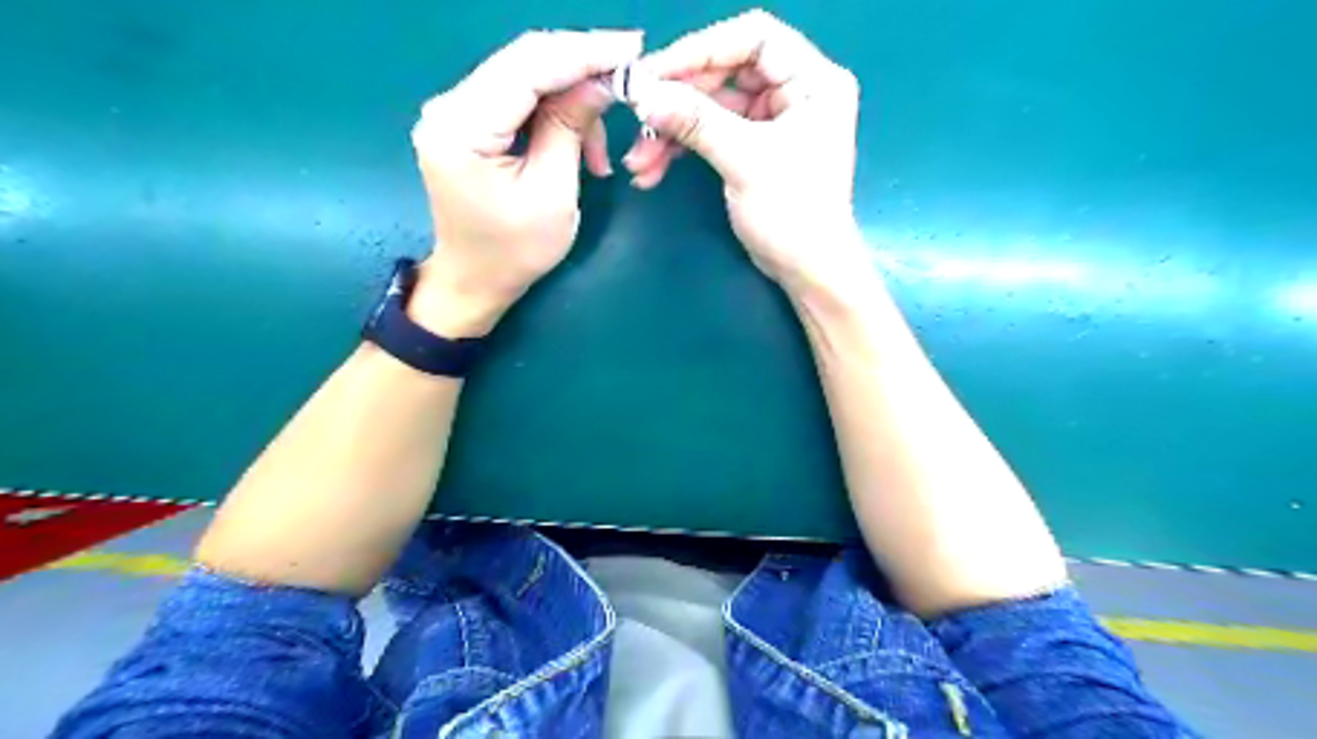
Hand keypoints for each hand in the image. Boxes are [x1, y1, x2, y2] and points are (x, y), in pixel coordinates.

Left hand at [409, 29, 641, 333]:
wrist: (475, 279)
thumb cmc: (515, 251)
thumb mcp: (552, 193)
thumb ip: (571, 128)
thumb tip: (602, 81)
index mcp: (462, 128)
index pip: (527, 67)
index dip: (583, 53)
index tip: (632, 47)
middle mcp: (449, 107)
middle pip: (523, 61)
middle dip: (581, 66)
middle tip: (629, 74)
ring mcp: (456, 111)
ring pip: (525, 77)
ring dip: (572, 100)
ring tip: (600, 151)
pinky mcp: (469, 121)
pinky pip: (519, 97)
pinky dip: (555, 111)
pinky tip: (580, 143)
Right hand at [625, 12, 866, 295]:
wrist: (807, 271)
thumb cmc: (793, 213)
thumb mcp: (745, 160)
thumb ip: (695, 121)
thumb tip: (642, 93)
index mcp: (812, 80)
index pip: (753, 39)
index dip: (701, 50)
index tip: (656, 74)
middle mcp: (794, 92)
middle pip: (725, 74)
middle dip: (678, 101)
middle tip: (638, 118)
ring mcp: (773, 121)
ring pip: (711, 108)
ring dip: (672, 133)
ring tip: (639, 161)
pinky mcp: (754, 148)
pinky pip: (711, 135)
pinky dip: (682, 150)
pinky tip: (652, 170)